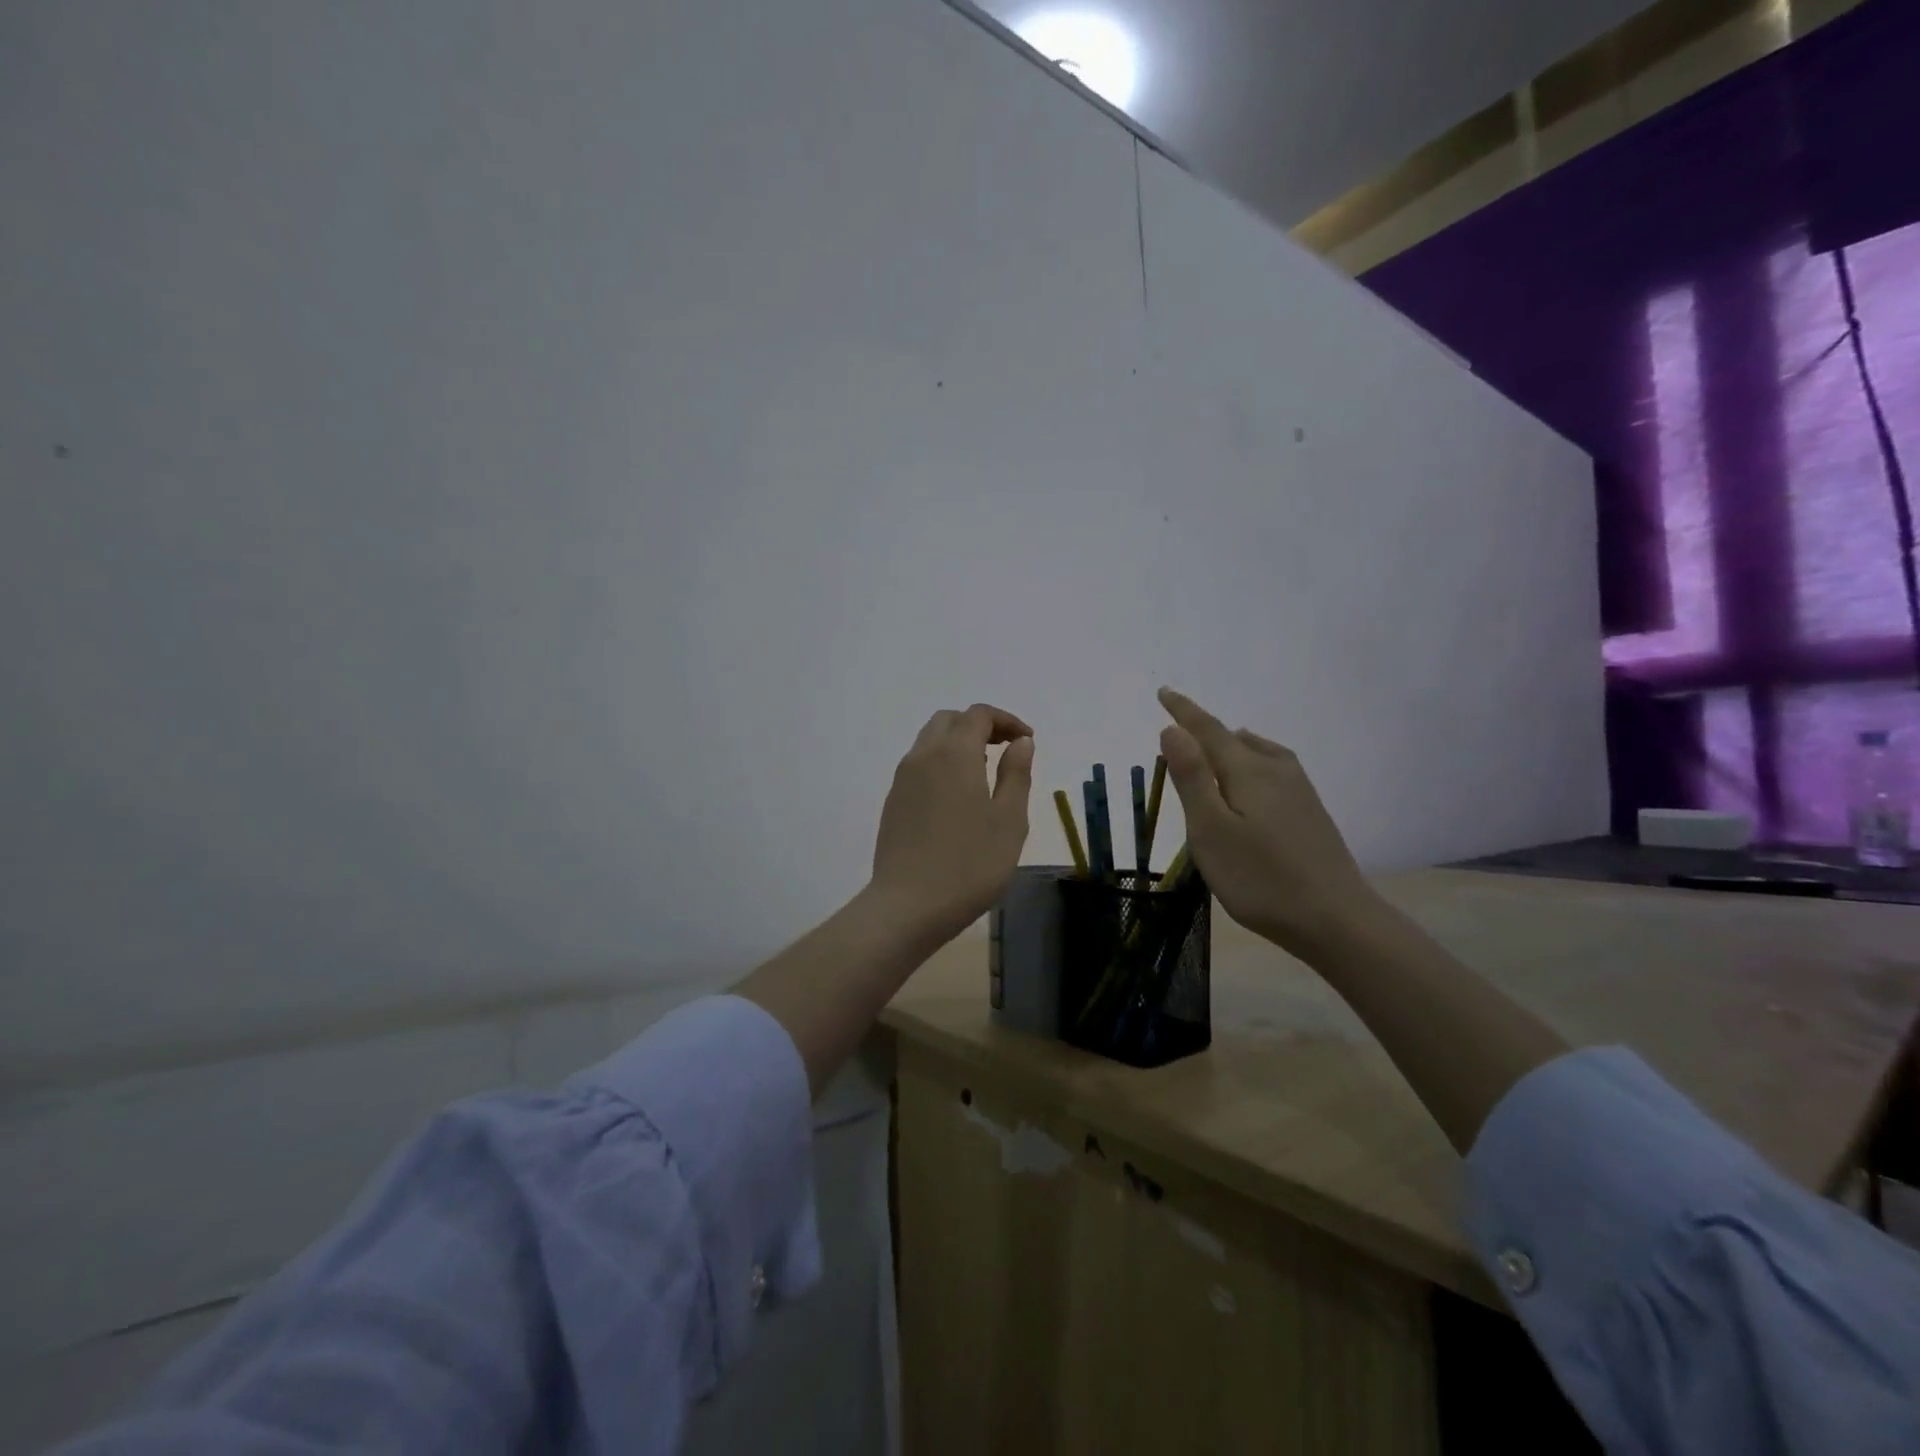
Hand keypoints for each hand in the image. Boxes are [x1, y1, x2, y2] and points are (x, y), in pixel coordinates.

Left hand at [870, 703, 1035, 941]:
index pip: (978, 715)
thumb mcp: (1009, 820)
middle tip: (1006, 749)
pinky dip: (942, 762)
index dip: (1006, 720)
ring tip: (985, 772)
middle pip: (949, 720)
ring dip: (958, 743)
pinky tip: (958, 796)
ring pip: (930, 741)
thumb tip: (1020, 742)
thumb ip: (1017, 774)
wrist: (908, 905)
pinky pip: (919, 765)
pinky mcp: (893, 802)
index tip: (1027, 741)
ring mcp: (902, 779)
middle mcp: (923, 756)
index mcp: (954, 754)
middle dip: (979, 725)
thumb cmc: (970, 864)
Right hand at [1156, 687, 1378, 960]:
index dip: (1183, 711)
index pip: (1208, 730)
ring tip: (1215, 748)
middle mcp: (1276, 770)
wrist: (1336, 919)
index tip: (1163, 692)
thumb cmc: (1260, 878)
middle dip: (1205, 731)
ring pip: (1258, 753)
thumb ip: (1191, 778)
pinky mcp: (1311, 811)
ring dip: (1231, 746)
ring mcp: (1300, 790)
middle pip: (1234, 739)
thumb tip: (1172, 729)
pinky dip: (1252, 763)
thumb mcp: (1211, 830)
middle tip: (1180, 730)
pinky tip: (1254, 782)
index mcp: (1248, 771)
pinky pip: (1273, 769)